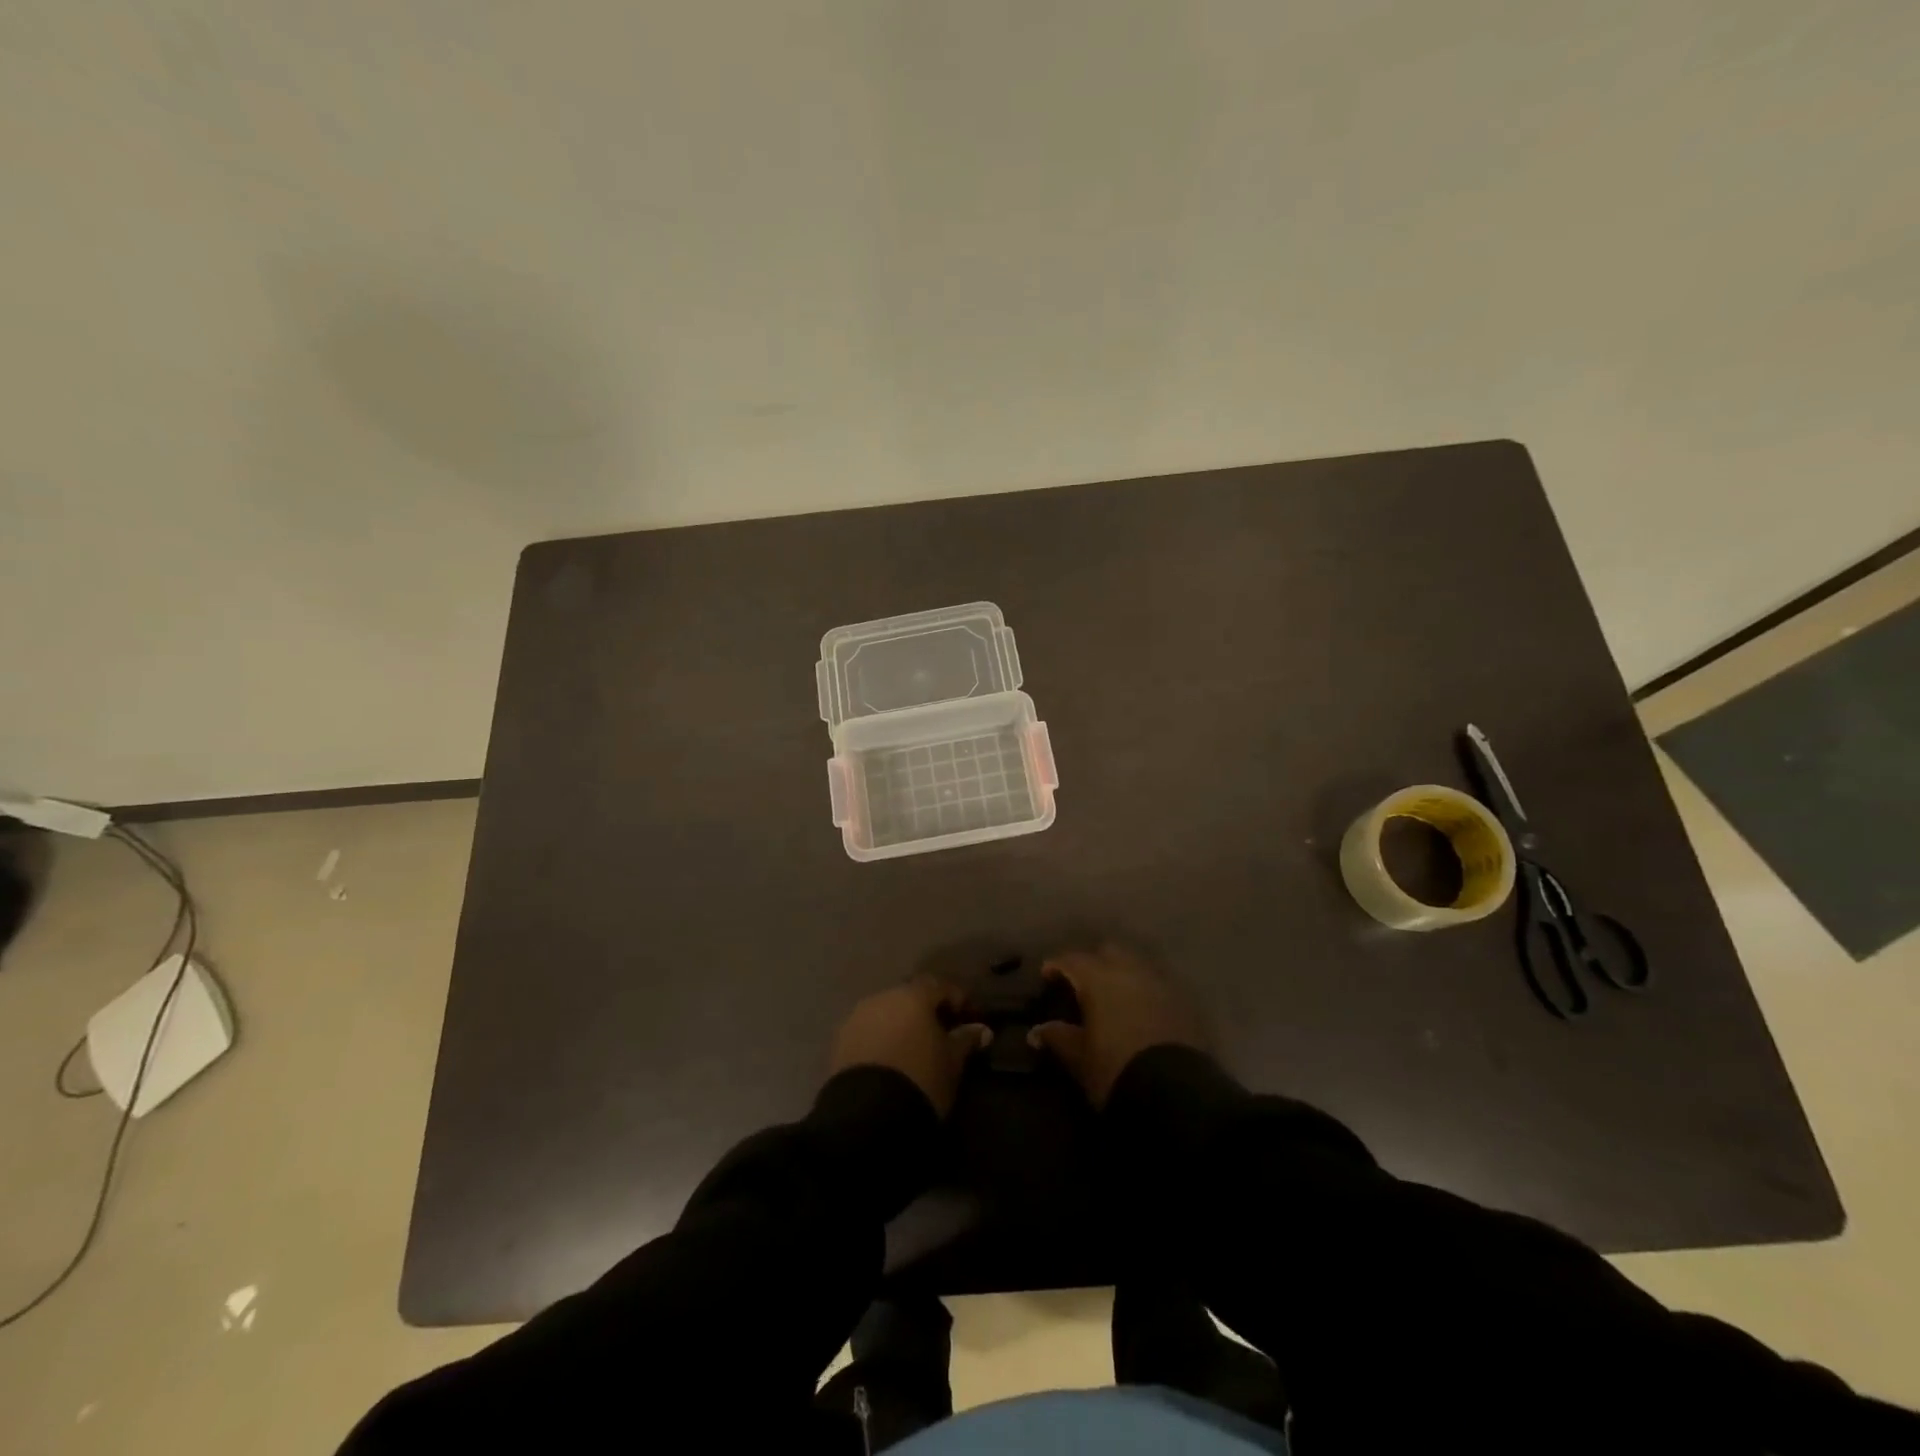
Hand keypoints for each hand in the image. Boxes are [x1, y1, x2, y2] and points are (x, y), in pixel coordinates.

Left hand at [827, 978, 991, 1115]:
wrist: (868, 1116)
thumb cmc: (921, 1080)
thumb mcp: (952, 1063)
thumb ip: (966, 1040)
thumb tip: (982, 1030)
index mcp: (912, 996)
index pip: (940, 986)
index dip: (957, 1000)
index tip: (969, 1019)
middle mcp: (882, 997)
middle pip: (910, 997)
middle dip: (926, 1012)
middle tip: (941, 1034)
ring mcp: (857, 1017)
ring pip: (886, 1013)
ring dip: (901, 1025)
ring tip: (914, 1050)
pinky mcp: (840, 1041)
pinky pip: (868, 1031)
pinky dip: (881, 1039)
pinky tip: (891, 1060)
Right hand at [1028, 943, 1204, 1106]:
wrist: (1175, 1094)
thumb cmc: (1115, 1071)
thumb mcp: (1079, 1058)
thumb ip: (1058, 1037)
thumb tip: (1037, 1031)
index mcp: (1099, 979)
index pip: (1072, 960)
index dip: (1057, 965)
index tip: (1047, 975)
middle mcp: (1130, 971)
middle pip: (1109, 952)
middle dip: (1094, 962)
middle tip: (1082, 983)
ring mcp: (1160, 984)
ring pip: (1136, 965)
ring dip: (1122, 974)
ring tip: (1113, 997)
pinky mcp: (1183, 1003)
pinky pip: (1157, 985)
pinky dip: (1144, 991)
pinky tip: (1139, 1010)